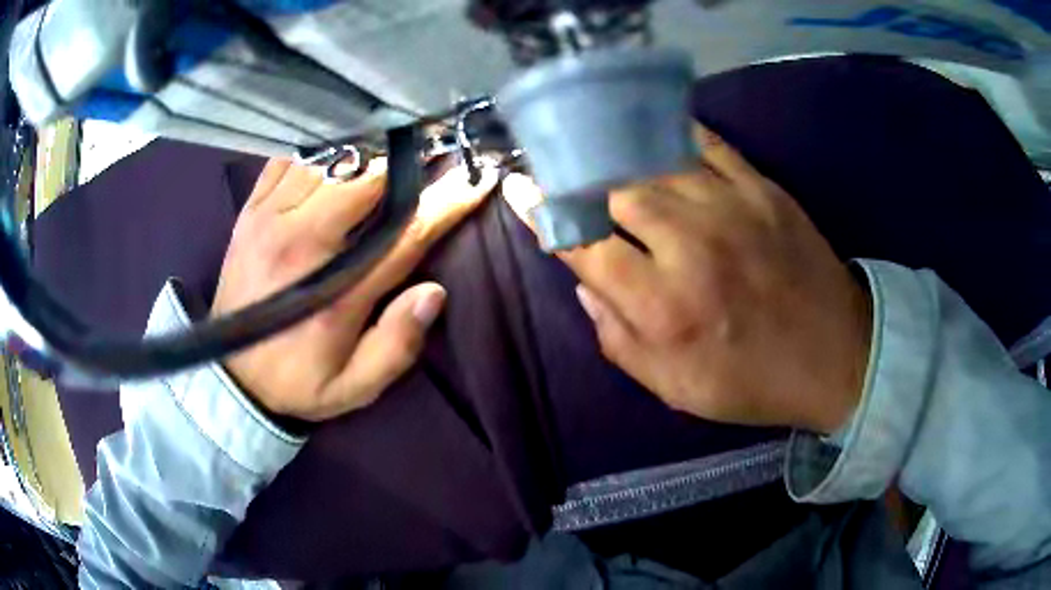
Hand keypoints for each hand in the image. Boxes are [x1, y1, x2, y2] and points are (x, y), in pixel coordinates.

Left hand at [212, 158, 496, 420]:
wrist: (231, 375)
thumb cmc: (297, 381)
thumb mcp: (354, 387)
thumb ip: (397, 345)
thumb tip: (434, 292)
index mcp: (334, 290)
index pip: (403, 233)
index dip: (446, 204)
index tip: (477, 181)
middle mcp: (301, 242)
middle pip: (365, 179)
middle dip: (407, 163)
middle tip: (432, 151)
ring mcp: (270, 219)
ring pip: (328, 160)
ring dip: (364, 151)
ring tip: (389, 146)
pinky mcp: (250, 211)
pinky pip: (287, 159)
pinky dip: (316, 149)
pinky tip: (335, 151)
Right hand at [503, 127, 870, 432]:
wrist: (837, 356)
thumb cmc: (752, 381)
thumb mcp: (674, 387)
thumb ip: (617, 338)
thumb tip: (584, 284)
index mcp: (664, 306)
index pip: (582, 244)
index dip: (542, 213)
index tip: (519, 188)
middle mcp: (691, 247)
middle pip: (614, 190)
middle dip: (579, 178)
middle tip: (564, 170)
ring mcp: (732, 208)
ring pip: (653, 162)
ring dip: (617, 154)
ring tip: (595, 146)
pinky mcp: (763, 188)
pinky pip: (707, 144)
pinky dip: (672, 132)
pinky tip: (651, 129)